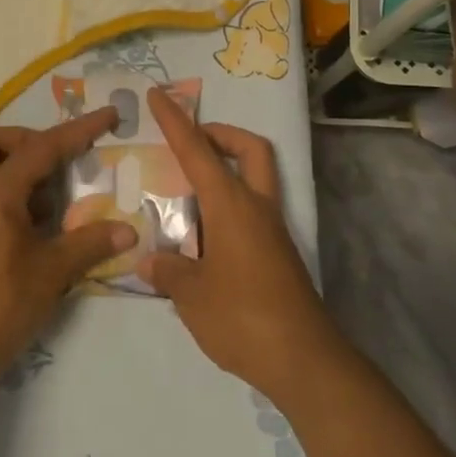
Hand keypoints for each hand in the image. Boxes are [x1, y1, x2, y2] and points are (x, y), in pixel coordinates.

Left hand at [0, 108, 135, 408]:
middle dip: (26, 141)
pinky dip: (7, 191)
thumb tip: (129, 229)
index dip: (79, 130)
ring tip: (49, 195)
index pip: (43, 148)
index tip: (108, 115)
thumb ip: (89, 244)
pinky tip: (34, 223)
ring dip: (13, 165)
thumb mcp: (51, 274)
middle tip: (57, 163)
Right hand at [141, 88, 340, 405]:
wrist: (305, 361)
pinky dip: (229, 204)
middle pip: (250, 149)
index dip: (175, 121)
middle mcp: (256, 207)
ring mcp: (273, 230)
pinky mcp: (279, 254)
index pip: (197, 150)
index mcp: (232, 205)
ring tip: (186, 193)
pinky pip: (253, 209)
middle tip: (191, 142)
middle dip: (221, 133)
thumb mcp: (191, 296)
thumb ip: (169, 271)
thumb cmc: (243, 318)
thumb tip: (151, 260)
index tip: (158, 95)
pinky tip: (203, 236)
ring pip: (256, 177)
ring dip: (227, 169)